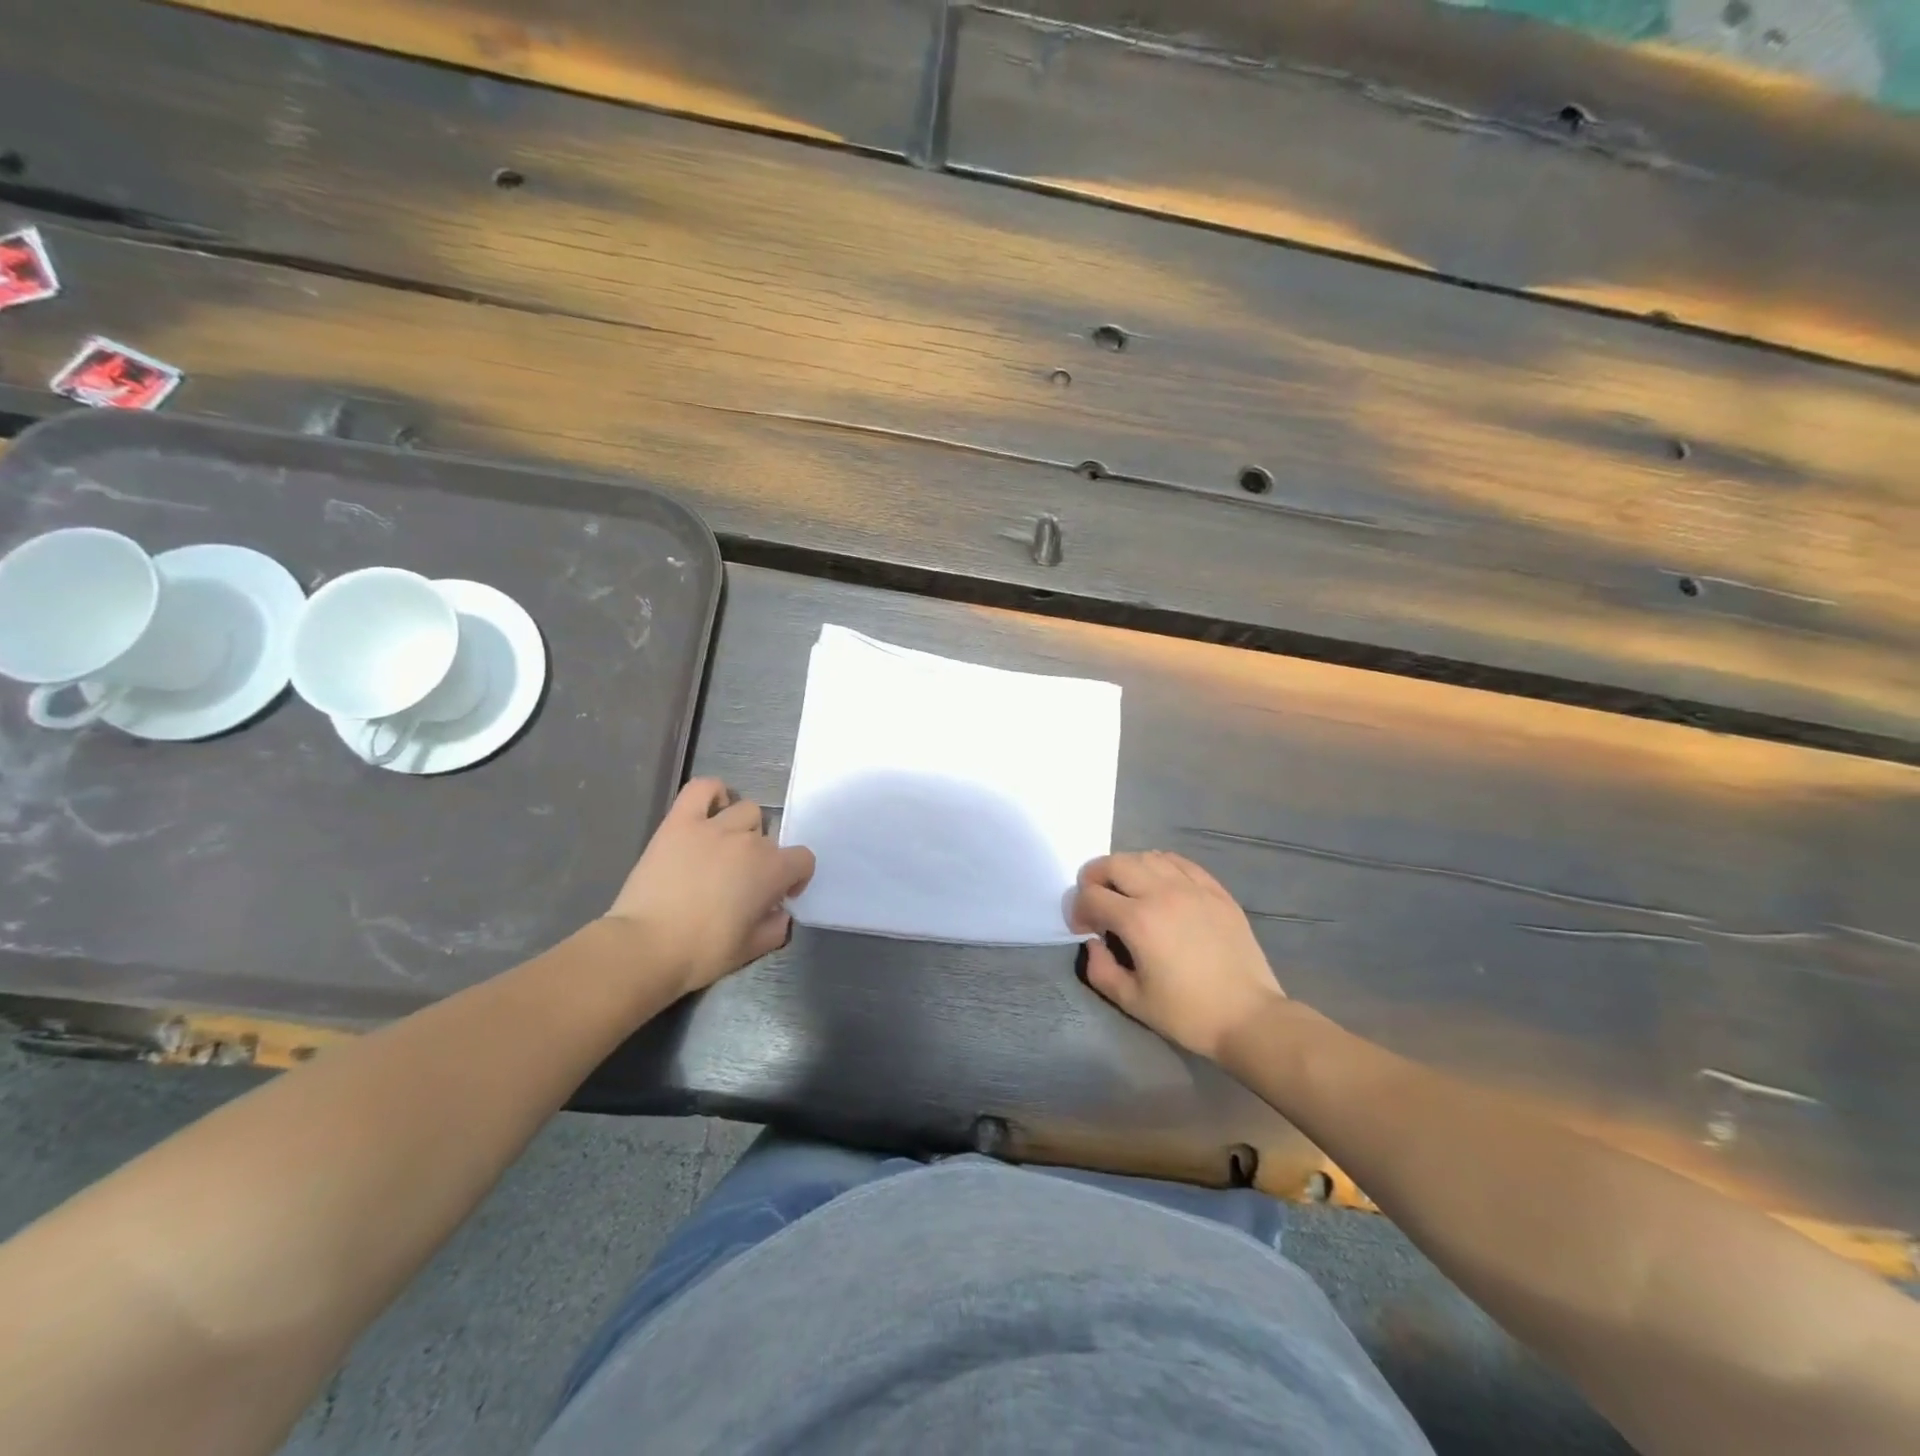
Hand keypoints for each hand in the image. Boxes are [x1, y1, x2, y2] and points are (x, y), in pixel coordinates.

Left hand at [605, 778, 815, 995]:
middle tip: (742, 883)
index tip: (777, 897)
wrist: (645, 947)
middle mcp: (749, 841)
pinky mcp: (680, 822)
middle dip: (763, 860)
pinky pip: (703, 788)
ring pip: (745, 810)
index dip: (795, 878)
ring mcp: (713, 826)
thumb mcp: (751, 950)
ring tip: (724, 850)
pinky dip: (713, 793)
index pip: (803, 859)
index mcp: (771, 870)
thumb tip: (780, 913)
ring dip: (742, 829)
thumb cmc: (702, 953)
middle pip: (769, 839)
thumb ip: (776, 928)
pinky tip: (710, 811)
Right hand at [1069, 851, 1284, 1061]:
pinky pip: (1180, 862)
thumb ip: (1100, 969)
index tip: (1084, 929)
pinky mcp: (1216, 891)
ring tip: (1127, 891)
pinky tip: (1160, 885)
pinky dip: (1160, 866)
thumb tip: (1093, 942)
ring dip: (1127, 869)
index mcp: (1138, 921)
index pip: (1091, 895)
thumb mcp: (1132, 1001)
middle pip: (1115, 864)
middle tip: (1096, 901)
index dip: (1078, 910)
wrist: (1249, 1018)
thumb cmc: (1188, 1014)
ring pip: (1148, 856)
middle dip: (1095, 878)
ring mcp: (1193, 888)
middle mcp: (1162, 893)